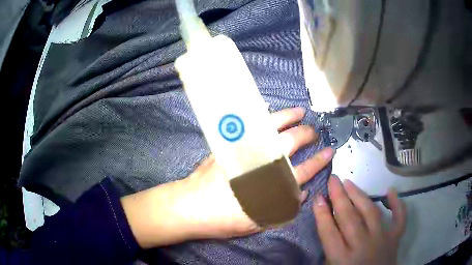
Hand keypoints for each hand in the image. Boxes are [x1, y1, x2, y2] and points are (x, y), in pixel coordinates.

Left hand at [121, 107, 335, 247]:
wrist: (191, 206)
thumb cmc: (225, 218)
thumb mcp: (259, 221)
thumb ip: (283, 207)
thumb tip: (301, 193)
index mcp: (272, 185)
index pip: (305, 170)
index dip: (320, 160)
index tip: (329, 151)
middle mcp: (262, 162)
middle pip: (291, 142)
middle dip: (307, 134)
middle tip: (314, 131)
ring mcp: (245, 149)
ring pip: (272, 127)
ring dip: (288, 117)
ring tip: (299, 112)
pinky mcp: (230, 144)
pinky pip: (249, 124)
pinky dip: (260, 116)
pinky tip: (267, 110)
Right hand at [313, 176, 406, 264]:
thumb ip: (329, 249)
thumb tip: (325, 223)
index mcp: (342, 259)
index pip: (329, 233)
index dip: (322, 214)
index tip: (318, 197)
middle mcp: (362, 246)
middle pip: (349, 218)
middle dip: (339, 197)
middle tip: (333, 179)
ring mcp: (382, 240)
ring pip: (371, 213)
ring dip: (359, 196)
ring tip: (349, 182)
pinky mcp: (395, 239)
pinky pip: (399, 218)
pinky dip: (397, 204)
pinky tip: (390, 191)